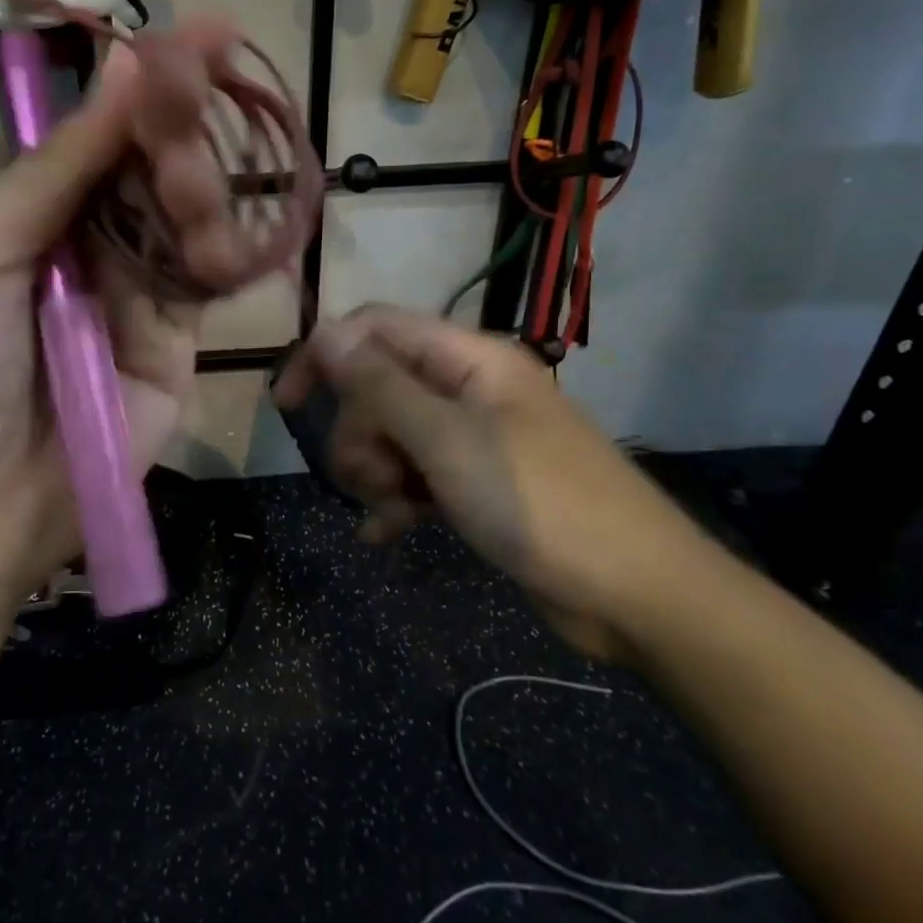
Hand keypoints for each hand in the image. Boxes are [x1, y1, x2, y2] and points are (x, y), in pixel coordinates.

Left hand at [0, 44, 200, 604]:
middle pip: (154, 168)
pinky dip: (222, 259)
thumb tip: (128, 68)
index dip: (149, 84)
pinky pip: (207, 287)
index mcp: (31, 210)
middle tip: (204, 96)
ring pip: (190, 221)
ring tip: (189, 190)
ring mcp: (136, 294)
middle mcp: (88, 242)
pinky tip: (222, 249)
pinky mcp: (174, 347)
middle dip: (180, 131)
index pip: (101, 132)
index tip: (206, 34)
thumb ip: (54, 169)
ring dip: (200, 193)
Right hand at [273, 306, 724, 659]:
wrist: (635, 593)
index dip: (325, 355)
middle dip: (360, 431)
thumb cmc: (540, 504)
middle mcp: (469, 388)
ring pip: (393, 434)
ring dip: (377, 471)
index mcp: (469, 359)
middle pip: (379, 386)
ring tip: (395, 510)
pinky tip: (386, 533)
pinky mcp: (478, 482)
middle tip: (372, 477)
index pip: (376, 328)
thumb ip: (381, 386)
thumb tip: (326, 333)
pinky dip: (396, 500)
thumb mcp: (448, 442)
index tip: (287, 403)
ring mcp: (474, 437)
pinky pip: (416, 475)